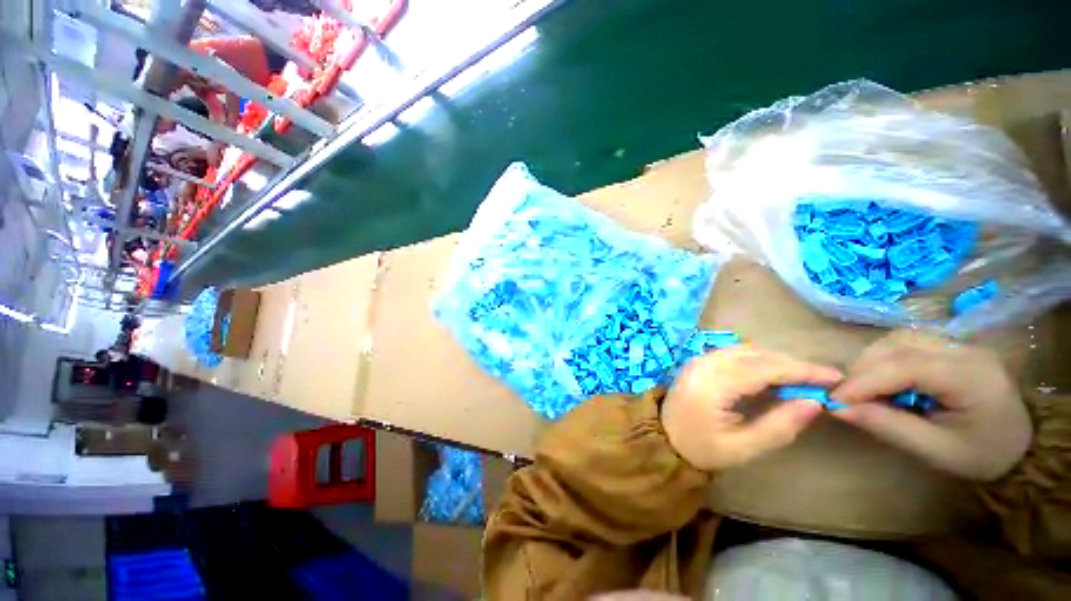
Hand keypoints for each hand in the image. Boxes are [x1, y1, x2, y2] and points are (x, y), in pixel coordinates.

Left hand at [661, 346, 841, 471]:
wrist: (662, 438)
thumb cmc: (701, 448)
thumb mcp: (742, 448)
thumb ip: (778, 427)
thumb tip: (814, 403)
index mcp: (712, 384)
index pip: (764, 368)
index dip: (801, 370)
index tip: (835, 377)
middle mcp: (704, 363)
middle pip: (755, 354)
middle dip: (792, 364)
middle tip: (823, 380)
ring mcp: (699, 359)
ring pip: (745, 349)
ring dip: (776, 360)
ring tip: (802, 379)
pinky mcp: (698, 361)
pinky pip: (734, 353)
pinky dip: (758, 359)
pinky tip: (772, 375)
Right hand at [830, 330, 1031, 480]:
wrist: (1021, 444)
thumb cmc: (982, 454)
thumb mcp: (937, 451)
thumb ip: (889, 426)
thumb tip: (837, 409)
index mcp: (971, 376)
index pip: (905, 366)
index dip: (863, 381)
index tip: (832, 400)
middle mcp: (963, 350)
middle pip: (897, 346)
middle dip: (862, 370)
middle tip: (845, 397)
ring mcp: (957, 344)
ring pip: (896, 340)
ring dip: (870, 361)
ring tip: (863, 389)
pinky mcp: (949, 346)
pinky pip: (904, 343)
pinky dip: (882, 358)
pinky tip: (882, 378)